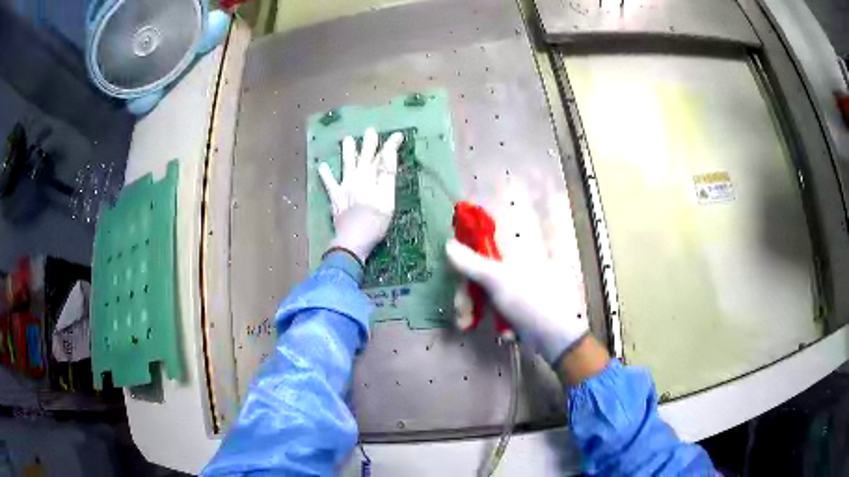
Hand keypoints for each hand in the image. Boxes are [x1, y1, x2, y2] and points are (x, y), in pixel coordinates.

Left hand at [318, 128, 402, 262]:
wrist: (352, 240)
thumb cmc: (375, 222)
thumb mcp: (387, 198)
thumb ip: (386, 173)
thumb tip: (388, 151)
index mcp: (371, 178)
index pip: (383, 157)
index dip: (390, 145)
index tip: (398, 135)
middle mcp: (357, 178)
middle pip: (364, 157)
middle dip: (369, 143)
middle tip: (370, 130)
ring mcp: (344, 188)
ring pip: (347, 165)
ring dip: (348, 152)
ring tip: (347, 139)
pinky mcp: (336, 199)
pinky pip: (329, 184)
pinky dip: (326, 175)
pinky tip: (322, 166)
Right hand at [446, 239, 589, 364]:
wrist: (561, 338)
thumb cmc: (531, 303)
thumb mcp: (498, 280)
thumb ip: (471, 263)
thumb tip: (449, 244)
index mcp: (517, 252)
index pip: (483, 247)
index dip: (466, 263)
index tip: (456, 279)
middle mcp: (521, 265)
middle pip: (483, 274)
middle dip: (469, 298)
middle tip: (463, 317)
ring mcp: (525, 286)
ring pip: (491, 293)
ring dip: (480, 312)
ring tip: (475, 328)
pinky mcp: (528, 305)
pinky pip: (505, 307)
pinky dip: (501, 320)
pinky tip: (507, 333)